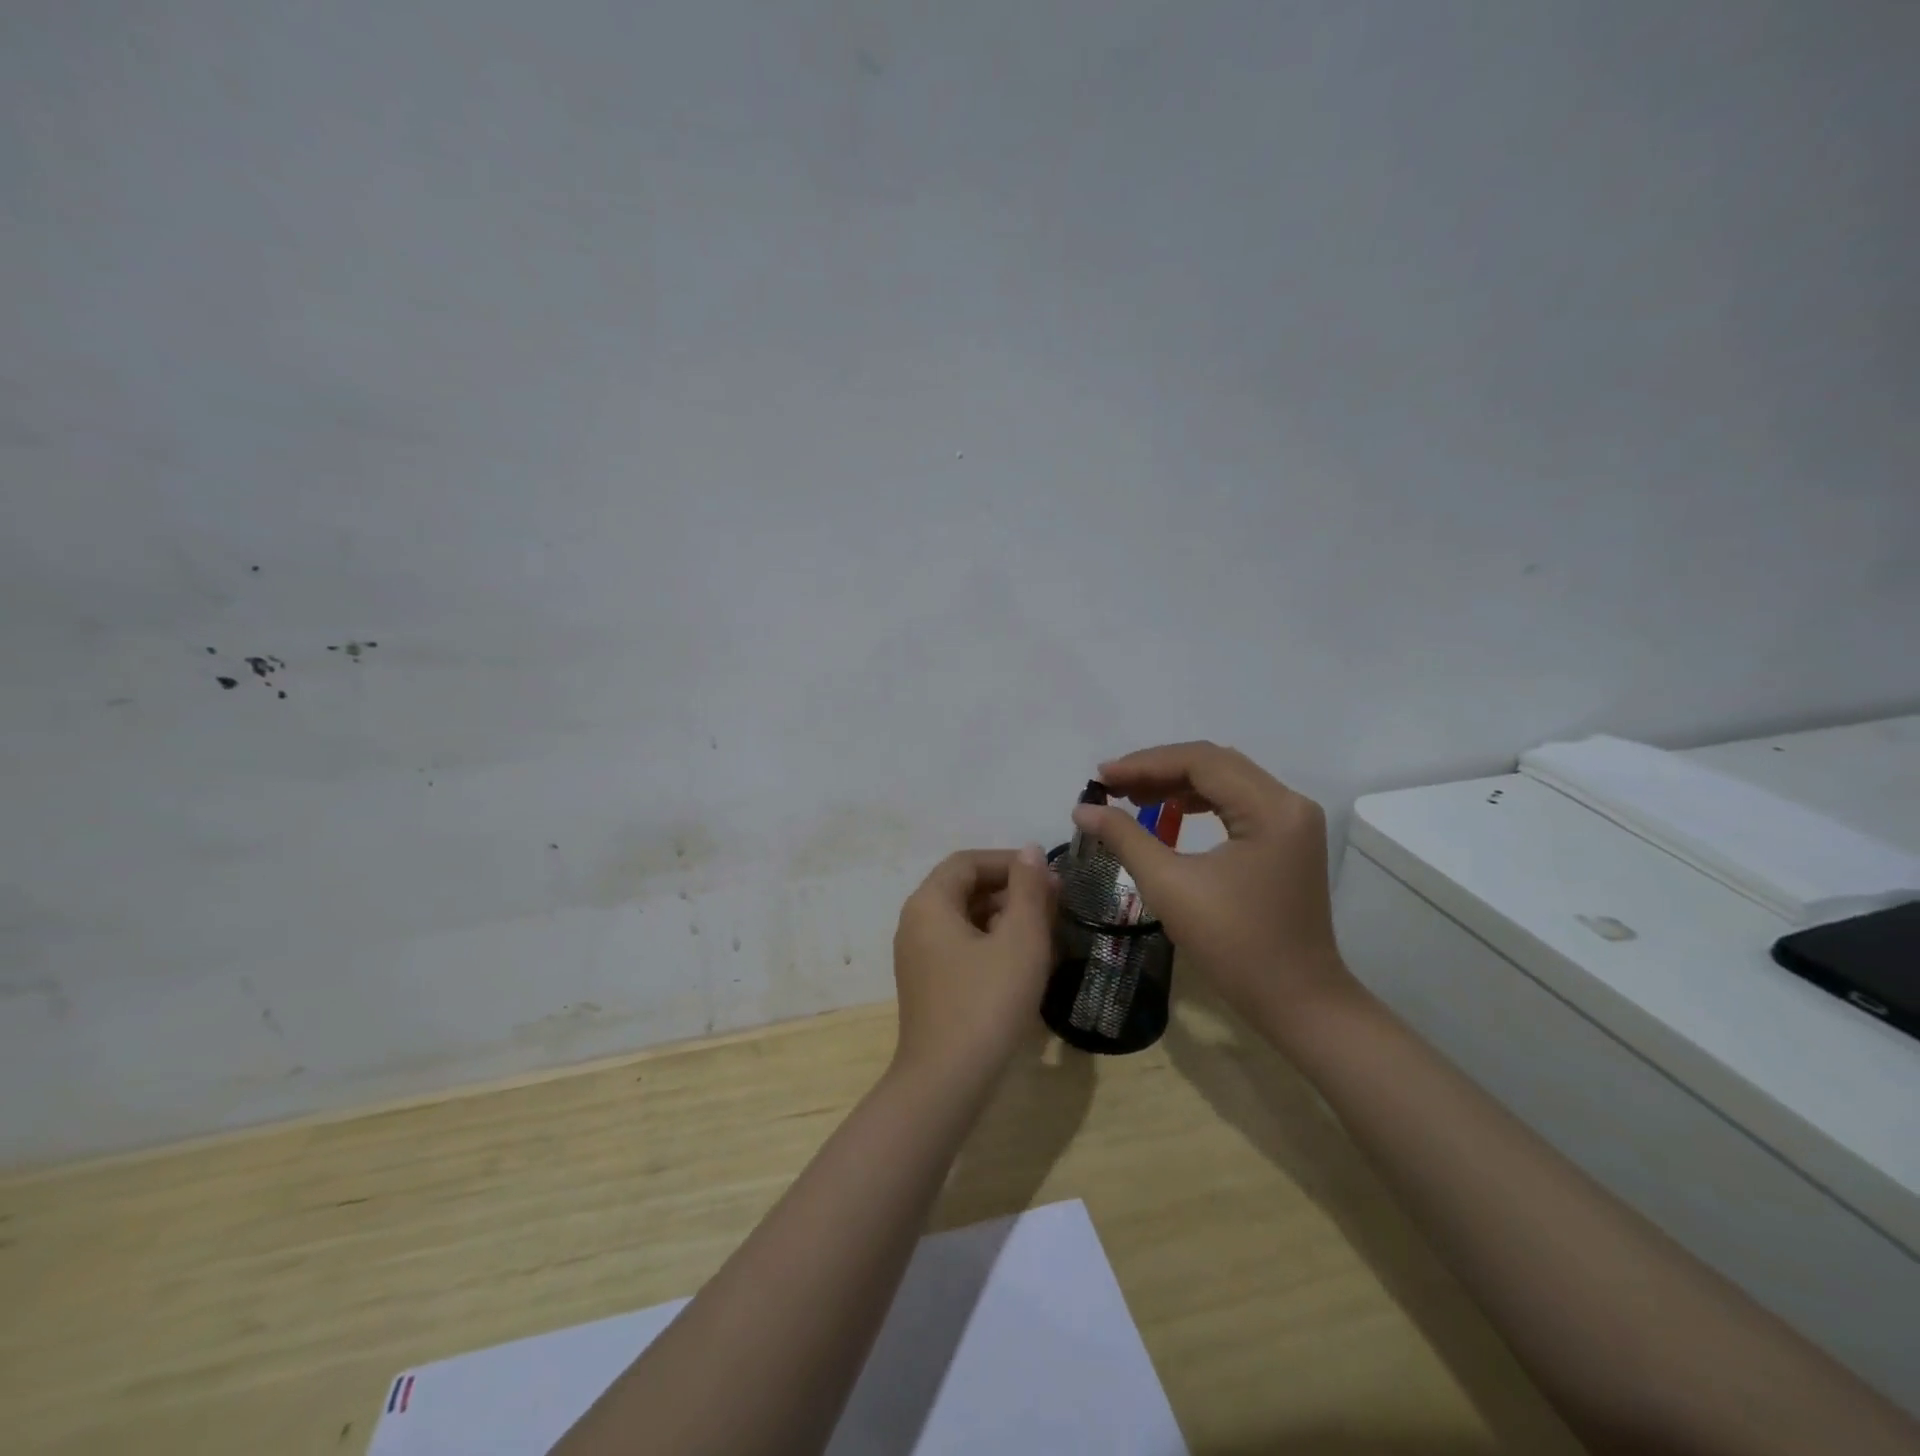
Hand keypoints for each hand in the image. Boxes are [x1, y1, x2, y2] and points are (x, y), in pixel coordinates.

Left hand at [890, 846, 1057, 1087]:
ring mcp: (919, 956)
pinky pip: (961, 946)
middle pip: (964, 888)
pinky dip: (992, 943)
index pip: (968, 862)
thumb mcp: (1020, 940)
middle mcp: (916, 922)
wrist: (947, 1082)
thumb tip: (1031, 851)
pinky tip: (1023, 962)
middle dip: (1011, 890)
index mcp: (929, 903)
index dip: (1010, 862)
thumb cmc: (987, 1002)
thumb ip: (1028, 890)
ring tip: (1046, 932)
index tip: (1049, 877)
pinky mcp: (928, 984)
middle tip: (1054, 904)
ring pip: (965, 919)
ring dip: (1005, 917)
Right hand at [1072, 742, 1353, 1035]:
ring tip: (1132, 797)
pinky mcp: (1287, 839)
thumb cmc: (1234, 945)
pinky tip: (1169, 812)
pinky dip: (1199, 800)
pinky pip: (1237, 801)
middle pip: (1215, 763)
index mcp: (1270, 808)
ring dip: (1177, 783)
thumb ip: (1125, 838)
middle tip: (1111, 786)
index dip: (1145, 763)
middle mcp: (1289, 802)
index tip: (1101, 777)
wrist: (1297, 1001)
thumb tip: (1083, 810)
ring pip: (1226, 779)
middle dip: (1158, 769)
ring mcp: (1292, 820)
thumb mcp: (1170, 886)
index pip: (1201, 761)